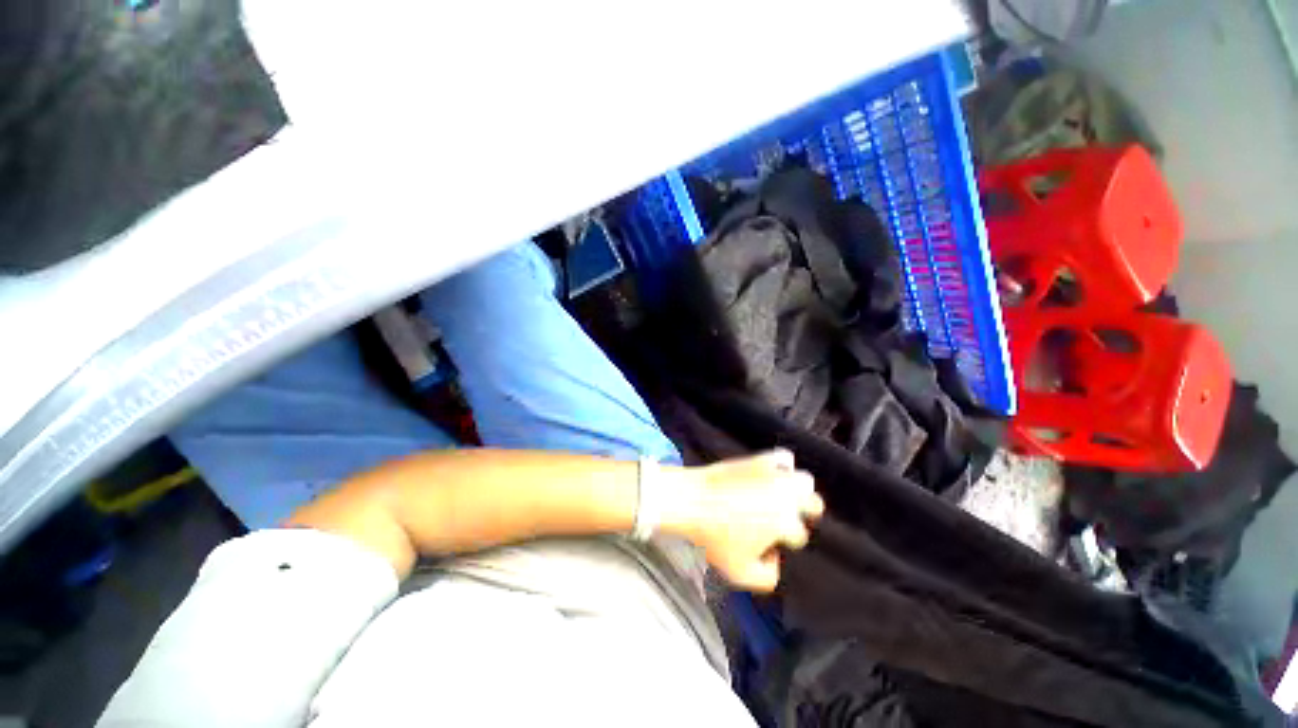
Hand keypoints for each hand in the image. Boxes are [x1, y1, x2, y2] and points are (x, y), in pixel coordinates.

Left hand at [671, 450, 823, 591]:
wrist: (692, 499)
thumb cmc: (714, 536)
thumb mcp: (739, 572)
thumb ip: (767, 577)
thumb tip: (775, 560)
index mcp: (784, 523)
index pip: (799, 535)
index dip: (784, 542)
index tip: (769, 541)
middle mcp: (785, 496)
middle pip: (814, 504)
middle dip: (805, 514)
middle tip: (785, 519)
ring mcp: (774, 475)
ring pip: (804, 481)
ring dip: (799, 491)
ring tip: (784, 497)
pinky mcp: (761, 459)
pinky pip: (784, 458)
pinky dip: (783, 466)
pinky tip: (774, 474)